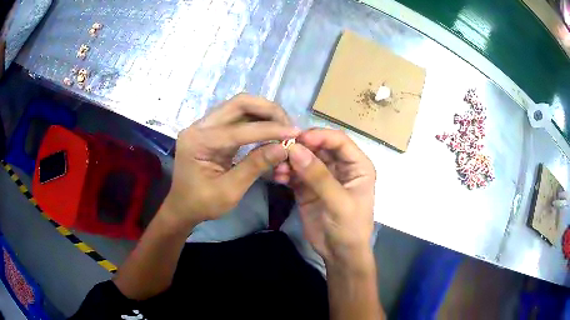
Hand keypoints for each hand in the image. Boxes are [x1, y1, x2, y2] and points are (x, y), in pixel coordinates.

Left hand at [162, 94, 298, 227]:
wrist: (183, 207)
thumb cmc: (202, 204)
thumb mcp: (229, 191)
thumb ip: (255, 166)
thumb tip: (284, 148)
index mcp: (198, 142)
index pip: (239, 129)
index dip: (269, 129)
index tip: (294, 133)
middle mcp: (199, 126)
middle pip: (238, 103)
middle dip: (267, 110)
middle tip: (289, 124)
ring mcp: (204, 125)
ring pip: (238, 106)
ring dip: (263, 112)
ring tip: (283, 125)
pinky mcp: (211, 129)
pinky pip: (236, 116)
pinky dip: (256, 119)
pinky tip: (270, 128)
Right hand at [277, 129, 375, 267]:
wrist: (339, 254)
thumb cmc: (350, 228)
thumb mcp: (339, 203)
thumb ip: (319, 177)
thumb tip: (295, 150)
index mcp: (357, 166)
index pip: (339, 141)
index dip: (320, 136)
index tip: (299, 139)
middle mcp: (340, 167)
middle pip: (319, 147)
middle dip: (301, 147)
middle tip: (282, 150)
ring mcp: (322, 176)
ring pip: (304, 158)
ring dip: (290, 160)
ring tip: (279, 168)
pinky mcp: (307, 187)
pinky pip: (295, 173)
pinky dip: (286, 172)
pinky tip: (278, 177)